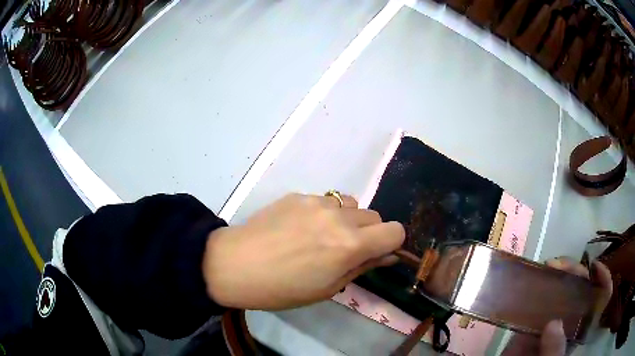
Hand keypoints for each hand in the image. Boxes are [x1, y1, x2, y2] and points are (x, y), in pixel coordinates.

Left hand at [202, 193, 404, 309]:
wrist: (235, 265)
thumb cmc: (282, 289)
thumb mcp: (328, 288)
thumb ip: (363, 266)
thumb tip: (389, 255)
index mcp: (350, 244)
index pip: (395, 231)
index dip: (391, 243)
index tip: (376, 254)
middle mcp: (339, 217)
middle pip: (375, 216)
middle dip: (369, 233)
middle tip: (344, 250)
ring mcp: (316, 202)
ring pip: (351, 205)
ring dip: (347, 220)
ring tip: (322, 237)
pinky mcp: (298, 195)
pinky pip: (325, 201)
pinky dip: (323, 214)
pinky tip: (299, 228)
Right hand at [503, 257, 611, 355]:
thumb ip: (554, 350)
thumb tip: (553, 324)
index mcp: (581, 328)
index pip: (601, 299)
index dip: (603, 280)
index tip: (594, 267)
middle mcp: (572, 317)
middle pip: (583, 285)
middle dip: (576, 270)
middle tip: (560, 266)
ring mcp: (555, 315)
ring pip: (565, 285)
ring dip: (560, 271)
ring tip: (549, 266)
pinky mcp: (537, 316)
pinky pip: (544, 294)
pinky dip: (542, 281)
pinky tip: (537, 275)